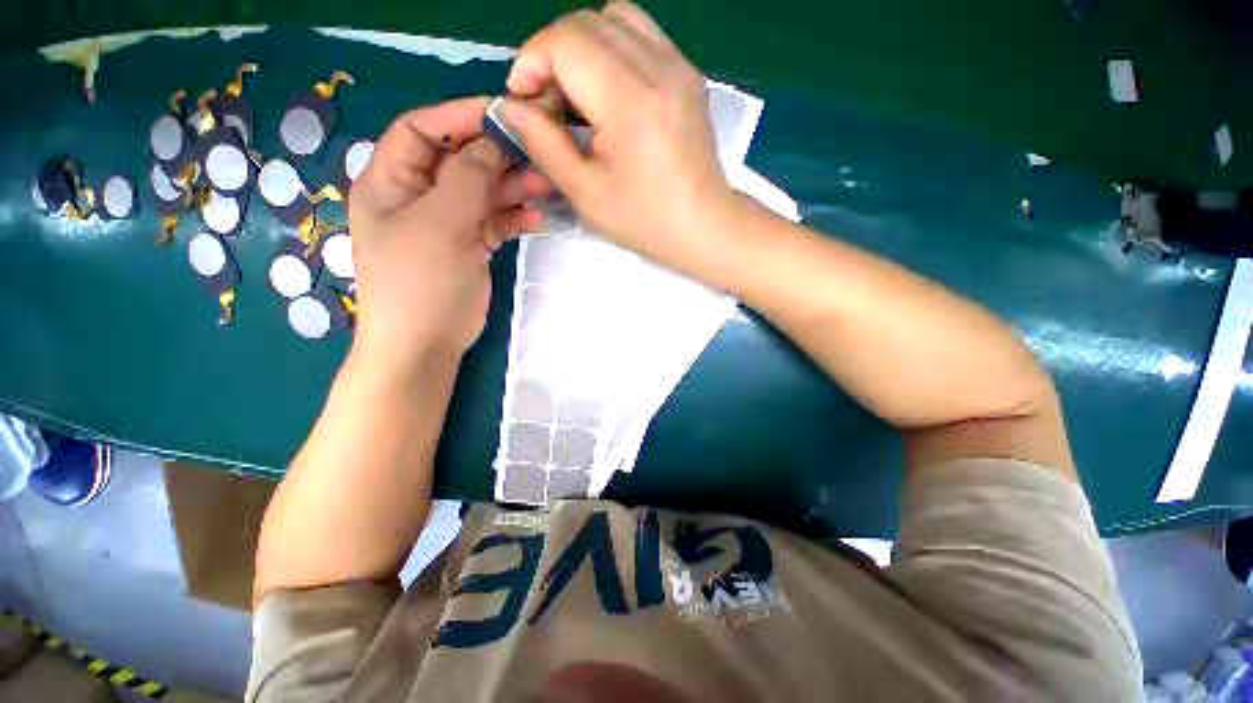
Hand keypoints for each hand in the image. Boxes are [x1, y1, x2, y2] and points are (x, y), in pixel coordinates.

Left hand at [348, 98, 550, 372]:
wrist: (426, 344)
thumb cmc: (419, 283)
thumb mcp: (439, 225)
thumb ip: (466, 180)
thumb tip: (492, 143)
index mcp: (390, 181)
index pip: (421, 131)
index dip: (459, 118)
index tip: (502, 115)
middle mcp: (418, 196)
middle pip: (460, 161)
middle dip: (497, 157)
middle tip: (536, 155)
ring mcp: (447, 223)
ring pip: (483, 192)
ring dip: (513, 188)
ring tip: (545, 188)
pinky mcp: (471, 246)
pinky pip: (494, 222)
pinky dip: (514, 218)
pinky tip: (535, 219)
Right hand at [502, 2, 737, 268]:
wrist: (704, 226)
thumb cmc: (645, 221)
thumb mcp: (585, 193)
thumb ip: (543, 143)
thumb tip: (513, 105)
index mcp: (629, 100)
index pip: (564, 39)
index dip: (531, 63)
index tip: (526, 105)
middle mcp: (658, 67)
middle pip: (586, 21)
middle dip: (552, 55)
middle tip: (550, 106)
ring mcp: (679, 66)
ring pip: (615, 18)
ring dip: (582, 48)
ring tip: (579, 97)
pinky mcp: (688, 74)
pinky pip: (641, 36)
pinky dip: (612, 51)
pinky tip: (610, 94)